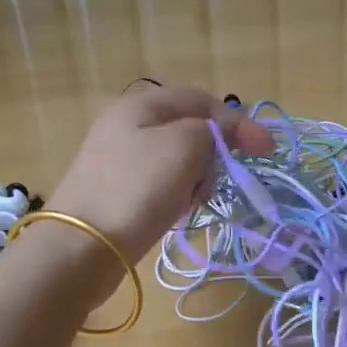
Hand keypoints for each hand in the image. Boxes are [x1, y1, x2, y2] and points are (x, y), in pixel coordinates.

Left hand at [46, 84, 274, 262]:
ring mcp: (120, 159)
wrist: (81, 247)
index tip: (265, 151)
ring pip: (179, 160)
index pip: (202, 100)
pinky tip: (174, 212)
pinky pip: (162, 184)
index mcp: (142, 104)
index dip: (237, 121)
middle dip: (213, 153)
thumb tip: (223, 132)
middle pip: (191, 129)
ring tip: (191, 200)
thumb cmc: (137, 188)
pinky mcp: (118, 191)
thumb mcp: (184, 146)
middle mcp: (128, 124)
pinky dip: (176, 195)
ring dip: (196, 178)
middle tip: (215, 179)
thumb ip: (213, 130)